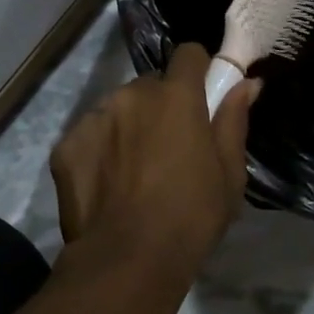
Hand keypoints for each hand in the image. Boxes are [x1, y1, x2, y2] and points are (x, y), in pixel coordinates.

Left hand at [50, 42, 257, 278]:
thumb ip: (234, 121)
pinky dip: (98, 151)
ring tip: (133, 172)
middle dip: (160, 106)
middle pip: (150, 86)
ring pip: (116, 109)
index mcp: (176, 96)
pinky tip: (107, 186)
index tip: (202, 95)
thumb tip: (248, 83)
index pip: (188, 54)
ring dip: (127, 127)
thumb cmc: (191, 217)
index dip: (198, 70)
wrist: (127, 259)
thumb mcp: (229, 174)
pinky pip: (88, 136)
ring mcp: (93, 118)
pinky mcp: (66, 146)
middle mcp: (131, 95)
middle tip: (168, 148)